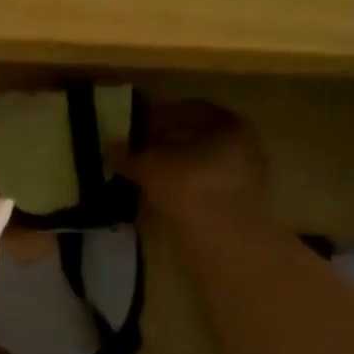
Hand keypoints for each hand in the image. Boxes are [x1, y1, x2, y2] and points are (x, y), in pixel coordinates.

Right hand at [124, 100, 270, 231]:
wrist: (224, 244)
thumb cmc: (190, 188)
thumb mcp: (149, 165)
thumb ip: (128, 154)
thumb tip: (109, 147)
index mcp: (231, 126)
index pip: (190, 110)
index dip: (159, 115)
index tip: (136, 126)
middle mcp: (244, 149)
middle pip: (196, 140)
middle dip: (163, 144)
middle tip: (135, 150)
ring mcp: (243, 182)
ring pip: (198, 167)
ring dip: (170, 170)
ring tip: (140, 175)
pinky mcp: (235, 210)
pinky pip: (201, 191)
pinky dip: (178, 191)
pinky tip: (155, 197)